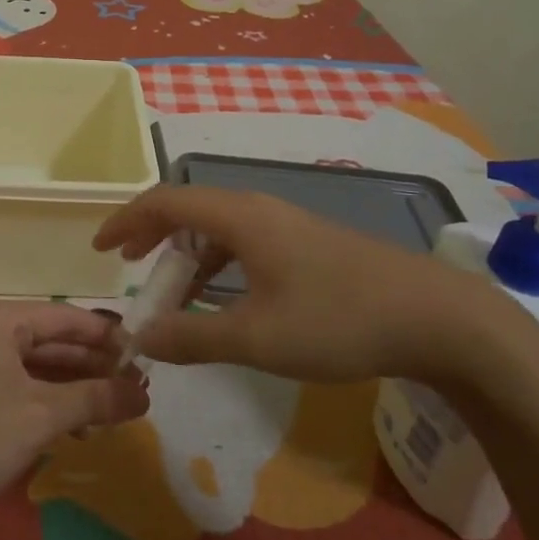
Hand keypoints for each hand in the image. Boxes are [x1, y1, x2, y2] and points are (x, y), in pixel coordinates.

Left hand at [0, 301, 149, 529]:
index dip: (107, 337)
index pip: (65, 317)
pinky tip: (74, 424)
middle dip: (92, 364)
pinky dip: (44, 398)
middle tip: (136, 387)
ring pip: (33, 363)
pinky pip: (14, 381)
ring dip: (71, 385)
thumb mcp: (41, 417)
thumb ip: (96, 399)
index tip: (145, 356)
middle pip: (49, 338)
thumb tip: (144, 394)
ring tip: (113, 408)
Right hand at [92, 185, 509, 385]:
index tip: (100, 250)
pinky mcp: (309, 244)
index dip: (126, 220)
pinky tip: (226, 300)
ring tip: (174, 295)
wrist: (437, 317)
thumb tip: (142, 338)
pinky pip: (245, 242)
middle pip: (189, 209)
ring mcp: (287, 224)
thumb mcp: (257, 337)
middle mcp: (259, 208)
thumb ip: (192, 337)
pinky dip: (219, 265)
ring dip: (187, 256)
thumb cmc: (338, 319)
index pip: (165, 201)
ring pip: (219, 228)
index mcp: (239, 216)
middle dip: (153, 237)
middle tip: (129, 268)